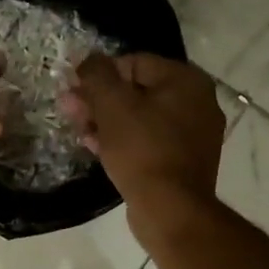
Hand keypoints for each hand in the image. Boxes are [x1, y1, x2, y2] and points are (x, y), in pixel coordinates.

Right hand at [61, 53, 224, 241]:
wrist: (170, 209)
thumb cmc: (142, 150)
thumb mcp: (112, 105)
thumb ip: (97, 74)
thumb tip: (87, 59)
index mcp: (187, 81)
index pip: (134, 62)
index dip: (99, 74)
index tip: (74, 89)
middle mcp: (198, 102)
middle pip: (138, 91)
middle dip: (100, 99)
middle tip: (70, 109)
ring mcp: (193, 134)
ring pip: (141, 118)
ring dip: (107, 121)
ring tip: (78, 129)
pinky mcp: (183, 161)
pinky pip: (148, 141)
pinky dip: (123, 141)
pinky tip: (95, 147)